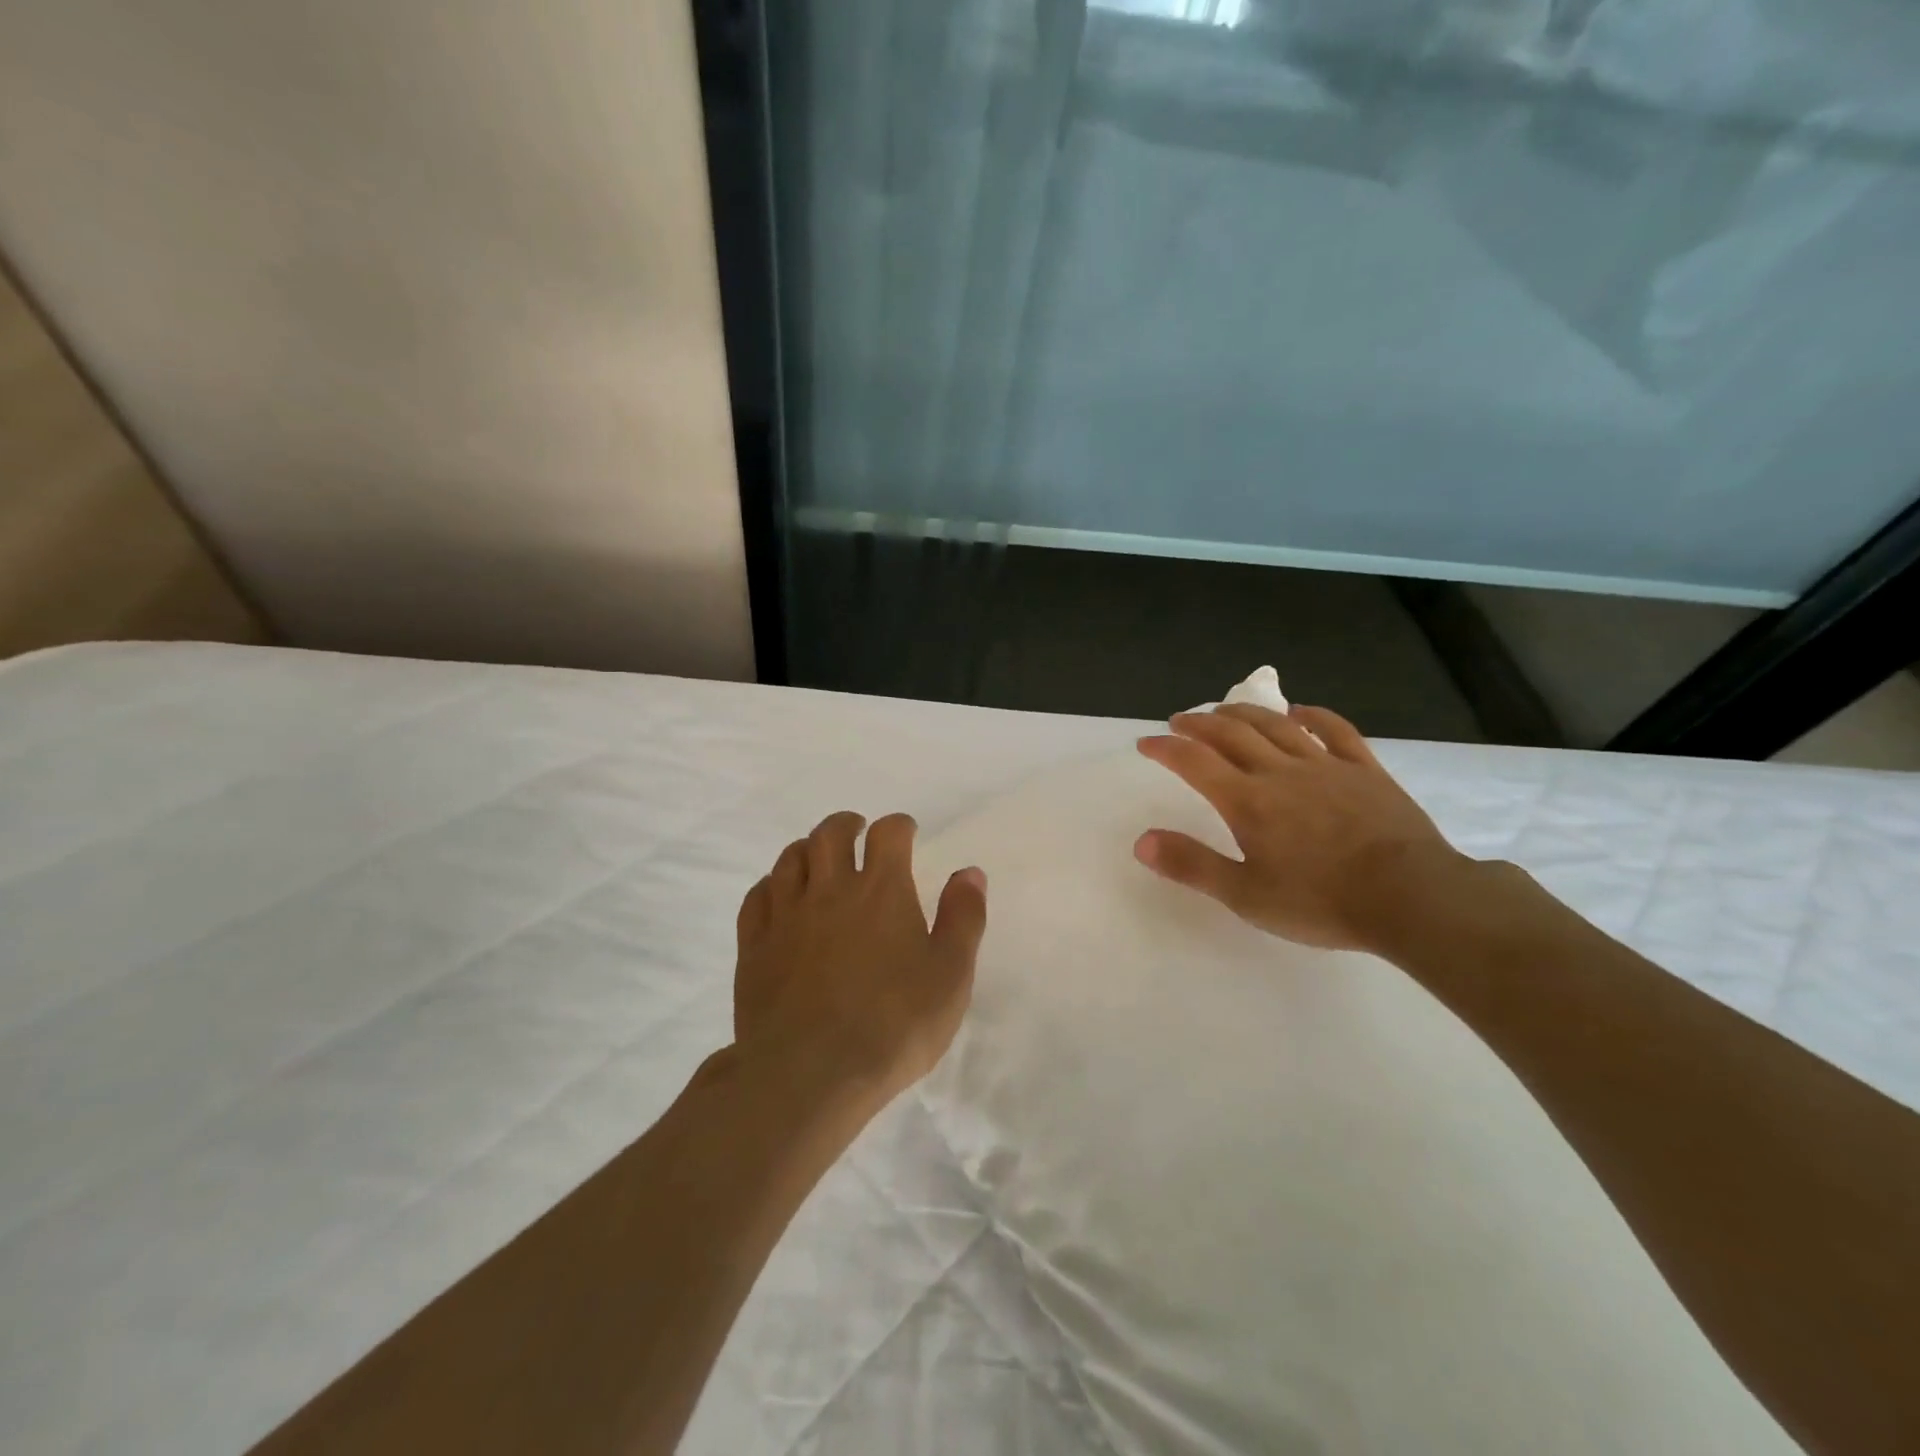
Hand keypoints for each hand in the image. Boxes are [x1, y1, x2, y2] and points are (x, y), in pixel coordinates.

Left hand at [733, 811, 987, 1114]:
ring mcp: (786, 915)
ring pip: (791, 858)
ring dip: (808, 849)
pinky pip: (758, 896)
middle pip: (831, 833)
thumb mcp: (950, 975)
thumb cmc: (893, 1024)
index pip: (889, 833)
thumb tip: (969, 873)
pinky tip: (779, 895)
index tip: (906, 833)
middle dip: (847, 825)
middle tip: (858, 832)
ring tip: (819, 858)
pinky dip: (771, 885)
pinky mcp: (755, 945)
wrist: (809, 1073)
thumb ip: (963, 918)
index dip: (899, 826)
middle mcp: (831, 889)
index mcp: (882, 890)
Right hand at [1134, 704, 1470, 952]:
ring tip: (1224, 710)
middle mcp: (1280, 772)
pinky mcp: (1365, 771)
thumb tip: (1141, 841)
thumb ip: (1192, 865)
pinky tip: (1300, 711)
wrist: (1411, 897)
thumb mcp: (1245, 895)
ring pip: (1276, 726)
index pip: (1194, 763)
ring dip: (1245, 713)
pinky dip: (1313, 716)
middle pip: (1231, 735)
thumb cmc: (1321, 901)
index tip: (1146, 743)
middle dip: (1199, 724)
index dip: (1166, 749)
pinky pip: (1335, 731)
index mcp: (1247, 801)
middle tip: (1180, 720)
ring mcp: (1325, 766)